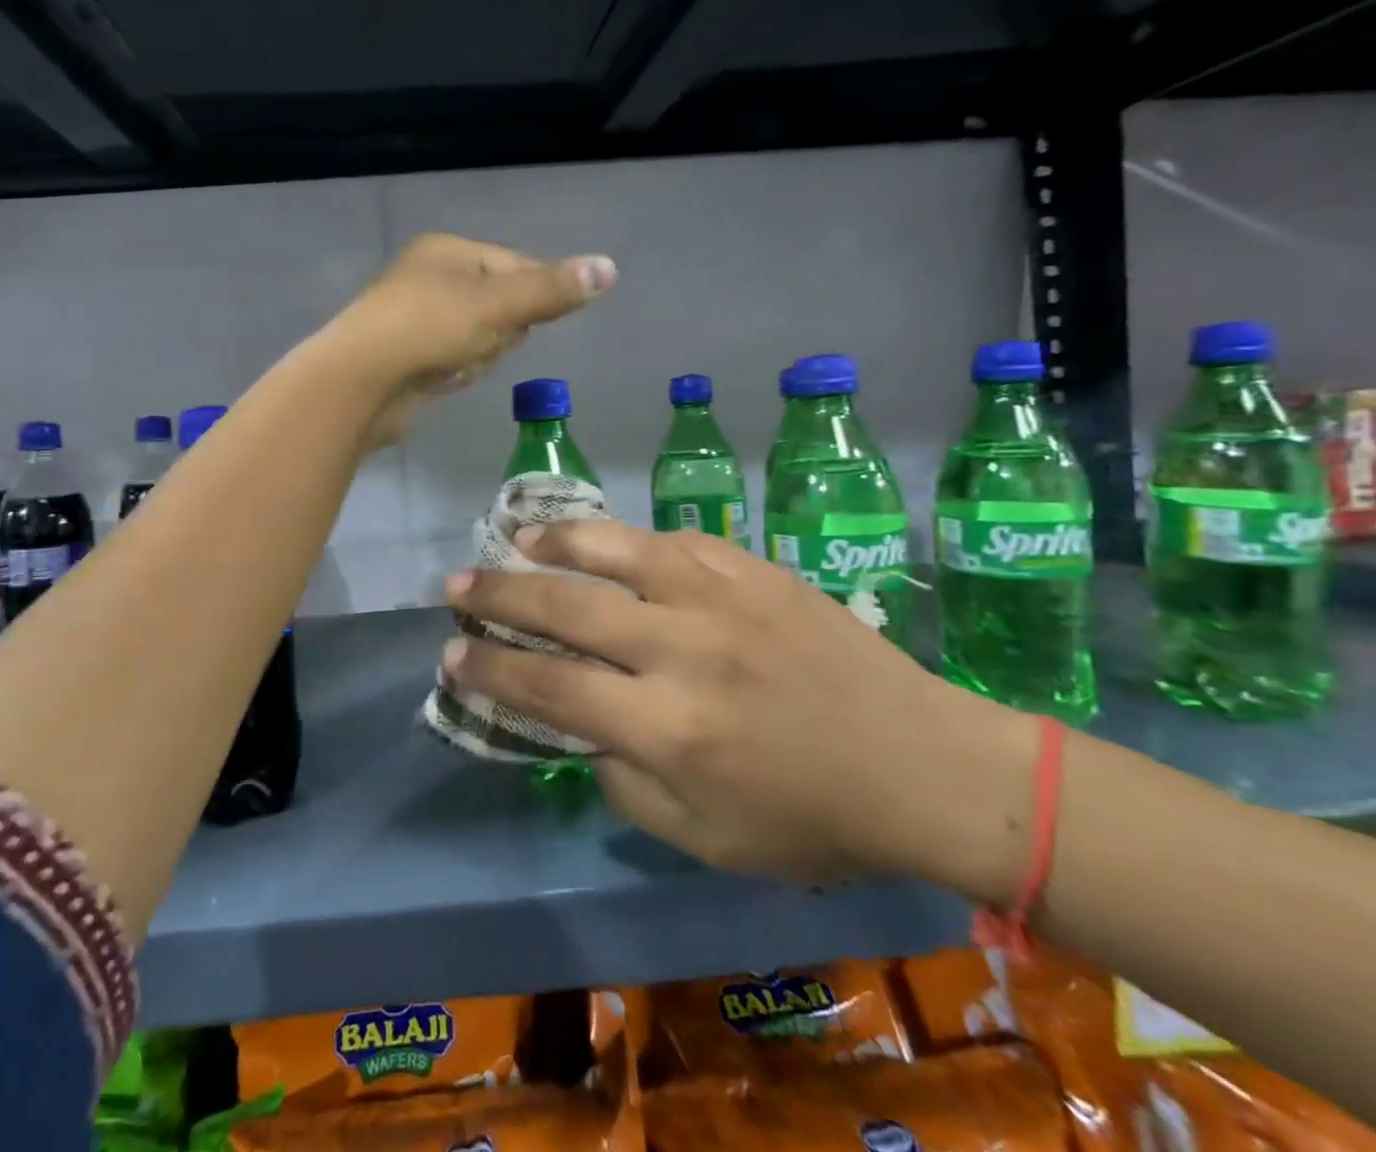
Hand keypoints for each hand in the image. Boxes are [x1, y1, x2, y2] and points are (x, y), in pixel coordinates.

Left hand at [317, 234, 615, 447]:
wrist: (360, 383)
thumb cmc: (429, 330)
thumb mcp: (498, 305)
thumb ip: (552, 290)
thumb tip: (610, 268)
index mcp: (447, 251)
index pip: (516, 264)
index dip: (532, 296)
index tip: (526, 322)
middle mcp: (429, 277)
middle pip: (499, 304)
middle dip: (500, 331)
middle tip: (479, 342)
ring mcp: (415, 317)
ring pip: (479, 336)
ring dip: (478, 355)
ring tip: (455, 364)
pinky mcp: (407, 356)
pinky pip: (453, 359)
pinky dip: (455, 372)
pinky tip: (442, 379)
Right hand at [442, 522, 1037, 896]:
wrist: (923, 764)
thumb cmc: (812, 819)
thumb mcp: (705, 839)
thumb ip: (626, 782)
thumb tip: (584, 725)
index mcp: (667, 728)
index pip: (549, 686)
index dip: (490, 668)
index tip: (452, 653)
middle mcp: (682, 650)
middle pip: (566, 607)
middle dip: (499, 594)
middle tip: (457, 584)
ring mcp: (720, 598)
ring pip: (616, 550)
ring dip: (556, 542)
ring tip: (518, 536)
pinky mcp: (754, 570)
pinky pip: (675, 541)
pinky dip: (629, 540)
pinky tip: (609, 542)